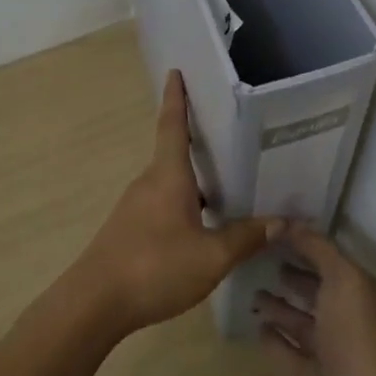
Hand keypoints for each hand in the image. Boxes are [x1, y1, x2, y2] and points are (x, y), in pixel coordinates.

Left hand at [72, 70, 279, 335]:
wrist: (94, 303)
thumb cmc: (154, 267)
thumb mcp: (210, 257)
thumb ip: (245, 238)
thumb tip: (282, 221)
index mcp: (167, 177)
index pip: (173, 126)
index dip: (176, 98)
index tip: (175, 72)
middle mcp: (149, 183)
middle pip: (175, 154)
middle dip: (199, 143)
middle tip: (232, 137)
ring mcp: (135, 207)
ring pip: (171, 183)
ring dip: (196, 180)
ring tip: (229, 185)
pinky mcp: (129, 230)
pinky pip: (163, 204)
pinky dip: (186, 204)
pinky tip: (204, 226)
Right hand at [255, 225, 375, 375]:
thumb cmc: (359, 344)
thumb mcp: (343, 282)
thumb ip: (318, 250)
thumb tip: (288, 222)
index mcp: (361, 293)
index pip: (330, 259)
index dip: (304, 243)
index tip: (270, 227)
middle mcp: (347, 320)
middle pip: (316, 290)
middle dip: (291, 274)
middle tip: (256, 257)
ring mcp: (328, 354)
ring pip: (300, 322)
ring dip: (278, 306)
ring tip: (251, 291)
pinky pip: (287, 353)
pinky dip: (273, 339)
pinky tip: (256, 327)